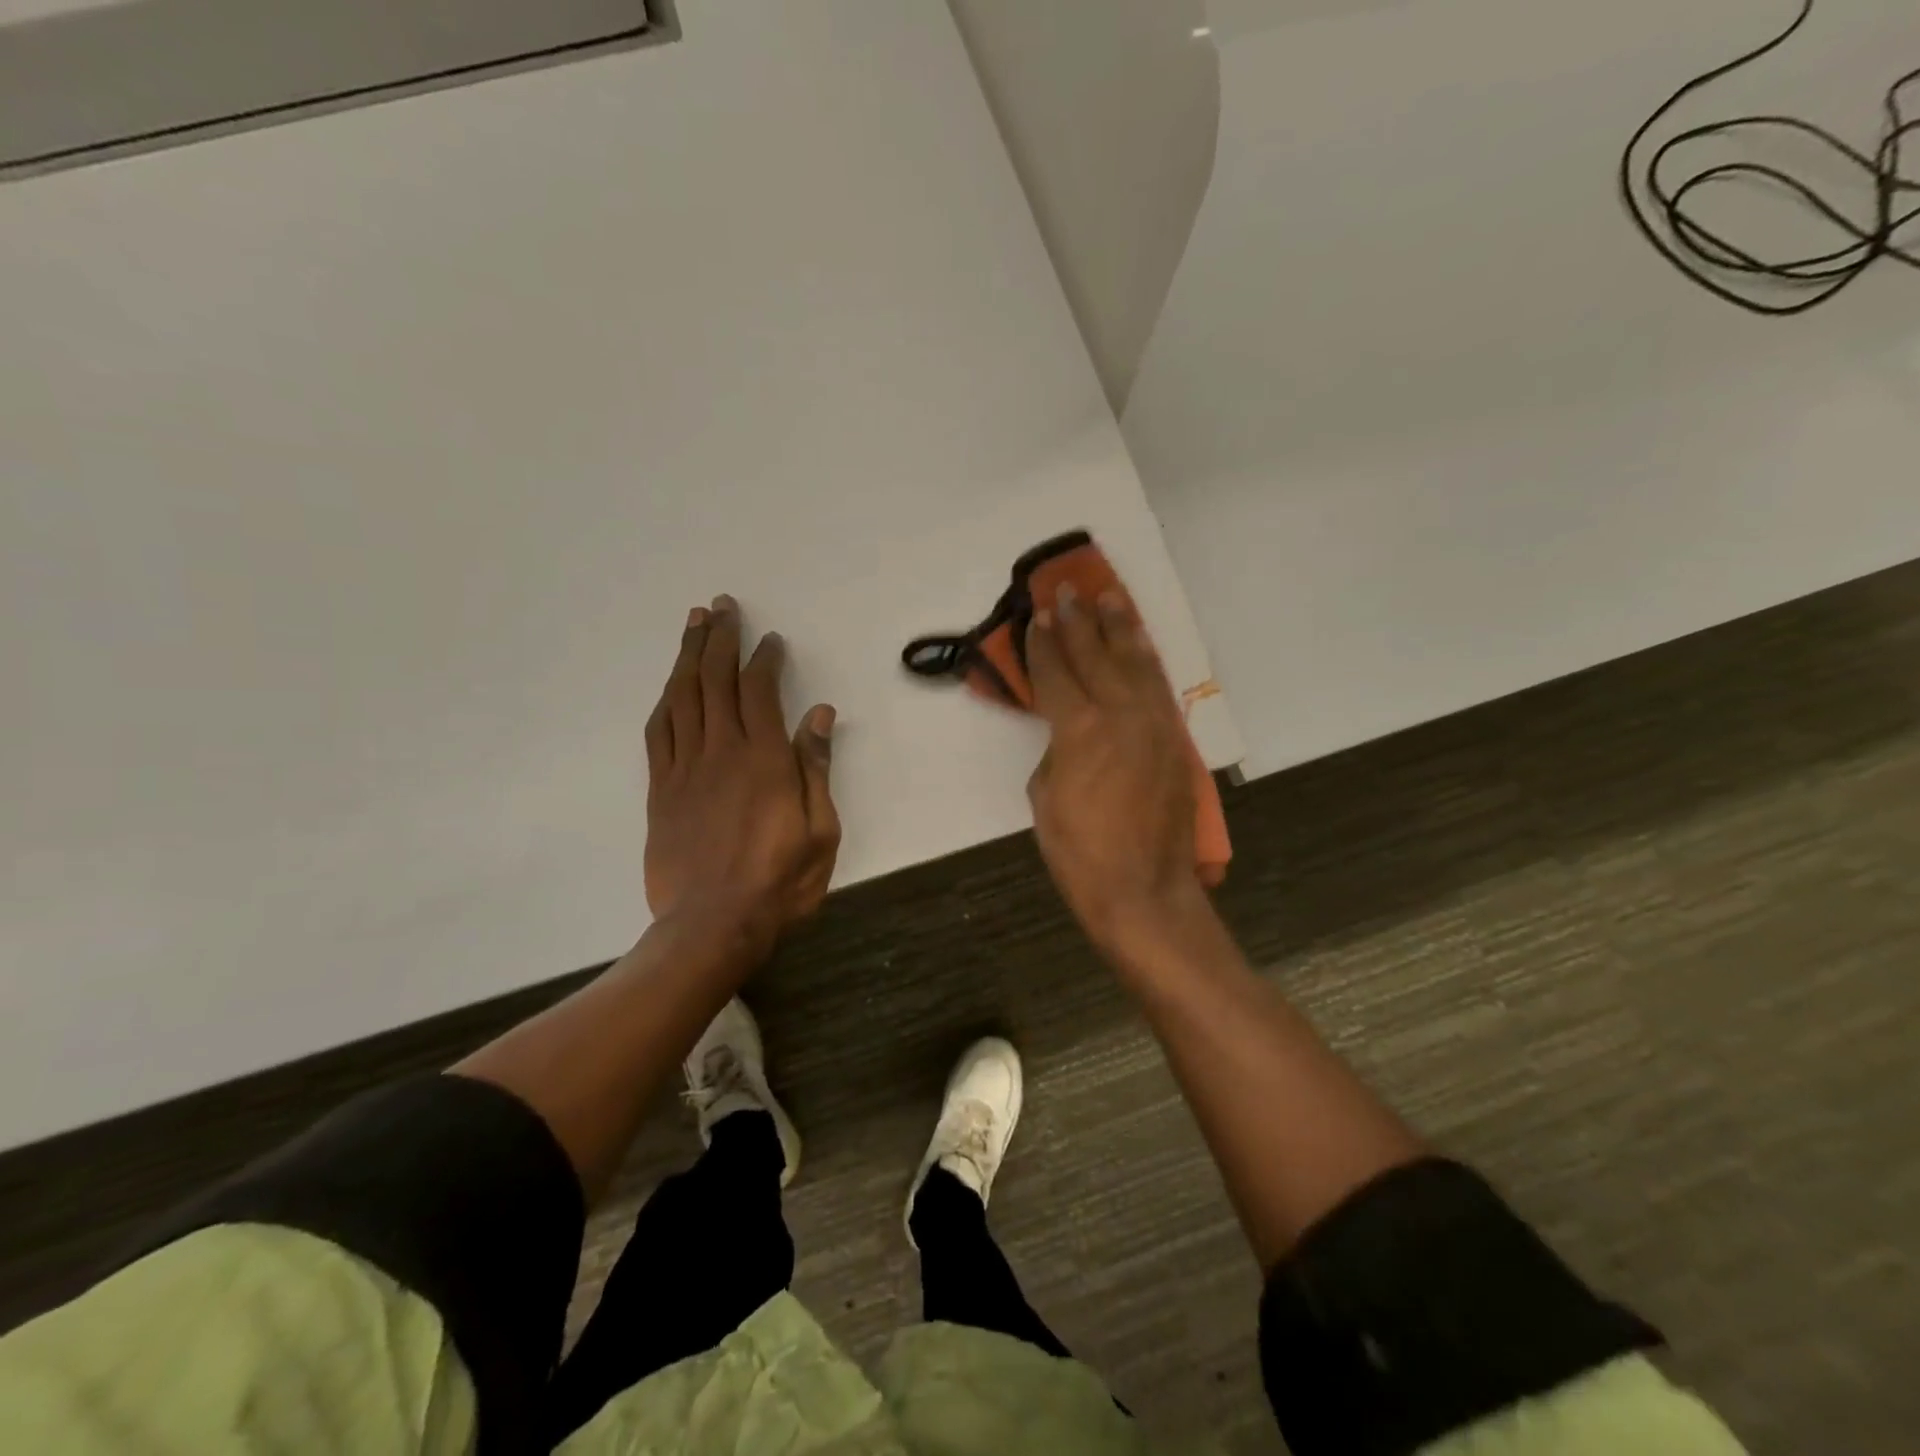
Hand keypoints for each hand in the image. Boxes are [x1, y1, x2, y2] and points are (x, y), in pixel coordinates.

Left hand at [644, 596, 840, 959]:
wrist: (713, 924)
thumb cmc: (780, 880)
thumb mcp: (821, 829)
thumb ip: (816, 767)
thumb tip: (819, 714)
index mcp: (764, 759)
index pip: (760, 691)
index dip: (764, 659)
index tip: (770, 639)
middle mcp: (720, 752)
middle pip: (715, 681)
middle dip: (719, 639)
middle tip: (721, 607)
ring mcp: (684, 769)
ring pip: (682, 698)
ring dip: (688, 657)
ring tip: (693, 625)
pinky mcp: (661, 790)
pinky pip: (658, 732)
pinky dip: (666, 701)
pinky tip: (672, 685)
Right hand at [1025, 584, 1206, 949]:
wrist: (1143, 889)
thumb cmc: (1079, 851)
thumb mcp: (1044, 796)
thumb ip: (1055, 750)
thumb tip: (1067, 733)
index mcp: (1080, 728)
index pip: (1056, 672)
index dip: (1043, 643)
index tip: (1037, 616)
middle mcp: (1121, 714)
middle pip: (1097, 655)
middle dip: (1079, 621)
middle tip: (1069, 589)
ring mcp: (1155, 724)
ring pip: (1137, 663)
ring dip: (1121, 628)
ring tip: (1111, 598)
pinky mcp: (1176, 741)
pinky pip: (1159, 688)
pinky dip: (1147, 661)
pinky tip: (1140, 646)